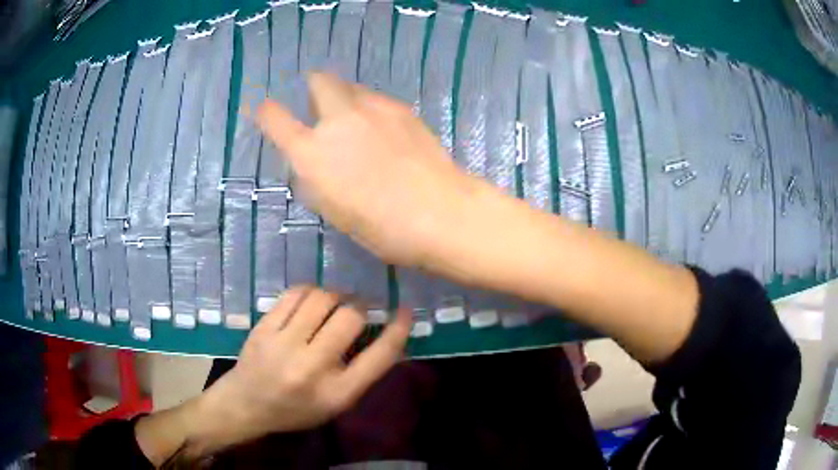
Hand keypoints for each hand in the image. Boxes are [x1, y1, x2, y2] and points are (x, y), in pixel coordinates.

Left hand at [190, 287, 410, 451]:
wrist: (246, 404)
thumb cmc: (297, 409)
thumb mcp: (336, 403)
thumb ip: (362, 372)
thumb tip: (386, 333)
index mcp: (336, 394)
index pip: (379, 357)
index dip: (398, 329)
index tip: (404, 311)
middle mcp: (311, 368)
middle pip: (350, 318)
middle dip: (362, 308)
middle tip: (360, 310)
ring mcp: (283, 344)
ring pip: (322, 299)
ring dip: (337, 296)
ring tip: (335, 304)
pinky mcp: (264, 327)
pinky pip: (296, 294)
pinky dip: (311, 292)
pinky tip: (312, 301)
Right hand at [255, 73, 495, 268]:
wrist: (440, 212)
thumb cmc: (381, 227)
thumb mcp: (332, 208)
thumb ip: (314, 174)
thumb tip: (311, 157)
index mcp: (312, 153)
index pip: (274, 117)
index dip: (265, 111)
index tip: (265, 110)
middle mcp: (338, 120)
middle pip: (318, 79)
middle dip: (313, 89)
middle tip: (321, 110)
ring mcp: (372, 108)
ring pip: (349, 86)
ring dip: (343, 98)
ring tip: (356, 123)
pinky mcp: (401, 108)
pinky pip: (375, 98)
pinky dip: (369, 107)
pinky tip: (384, 131)